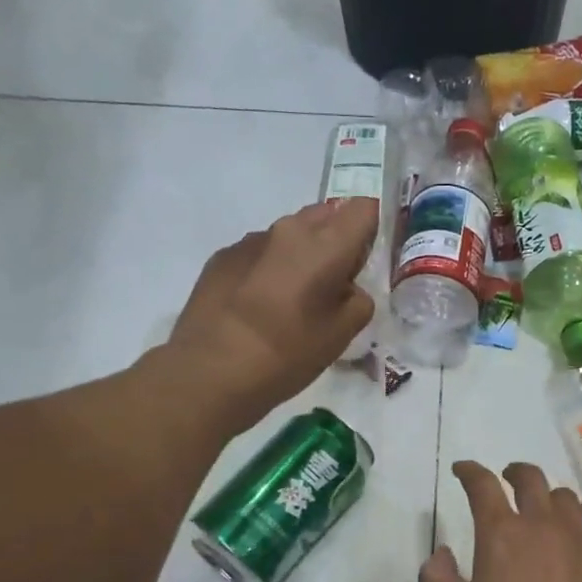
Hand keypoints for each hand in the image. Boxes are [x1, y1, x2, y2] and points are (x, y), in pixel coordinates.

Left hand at [169, 199, 376, 432]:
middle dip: (335, 242)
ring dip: (300, 257)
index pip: (363, 210)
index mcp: (325, 244)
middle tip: (332, 287)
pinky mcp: (222, 258)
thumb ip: (358, 301)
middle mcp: (288, 229)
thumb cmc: (288, 354)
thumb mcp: (342, 335)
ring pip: (290, 236)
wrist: (210, 372)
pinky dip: (268, 271)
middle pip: (325, 216)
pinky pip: (259, 254)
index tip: (364, 262)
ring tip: (292, 302)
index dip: (370, 231)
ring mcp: (250, 241)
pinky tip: (258, 309)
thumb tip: (346, 289)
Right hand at [421, 462, 581, 581]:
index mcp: (499, 533)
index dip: (470, 472)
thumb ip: (438, 578)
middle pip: (529, 479)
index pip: (481, 485)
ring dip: (550, 496)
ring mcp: (581, 536)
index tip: (463, 471)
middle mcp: (540, 523)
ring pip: (565, 497)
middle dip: (515, 472)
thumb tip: (440, 551)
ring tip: (547, 508)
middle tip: (508, 479)